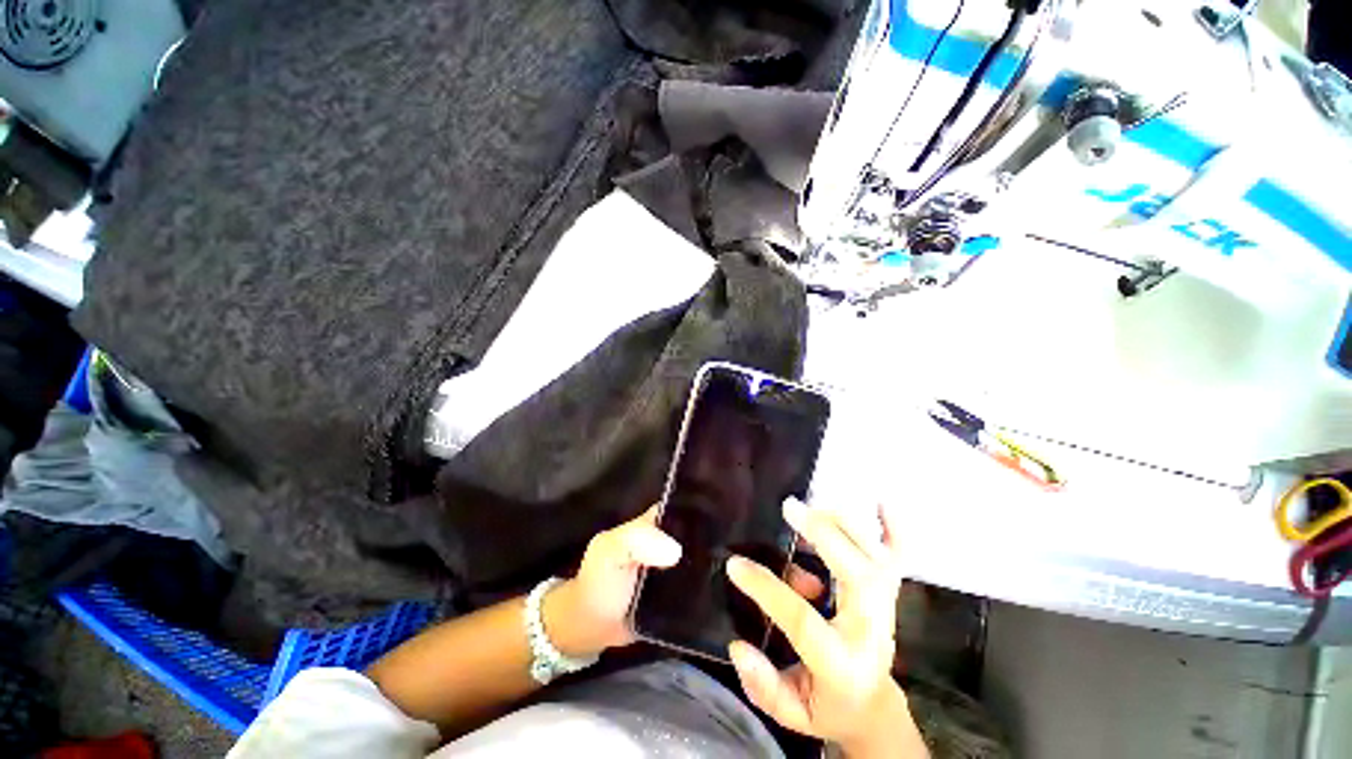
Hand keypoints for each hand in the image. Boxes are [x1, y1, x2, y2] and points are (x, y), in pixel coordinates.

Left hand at [543, 507, 830, 660]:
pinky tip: (780, 612)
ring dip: (766, 573)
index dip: (742, 504)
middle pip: (734, 535)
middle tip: (805, 550)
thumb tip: (675, 549)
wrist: (591, 628)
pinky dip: (751, 602)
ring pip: (738, 566)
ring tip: (806, 581)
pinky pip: (730, 598)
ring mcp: (699, 573)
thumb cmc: (600, 579)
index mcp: (676, 519)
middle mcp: (693, 541)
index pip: (714, 504)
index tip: (781, 509)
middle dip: (766, 540)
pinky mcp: (700, 604)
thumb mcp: (610, 550)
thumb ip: (634, 541)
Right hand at [726, 498, 926, 757]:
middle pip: (856, 574)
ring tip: (811, 507)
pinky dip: (892, 528)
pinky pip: (899, 556)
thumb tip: (738, 647)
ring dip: (843, 525)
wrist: (873, 707)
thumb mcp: (791, 713)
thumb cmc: (828, 707)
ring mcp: (886, 608)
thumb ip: (763, 686)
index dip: (766, 588)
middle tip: (790, 508)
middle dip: (822, 535)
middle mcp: (871, 629)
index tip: (735, 564)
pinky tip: (880, 502)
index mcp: (842, 662)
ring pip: (875, 557)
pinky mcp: (890, 594)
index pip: (802, 619)